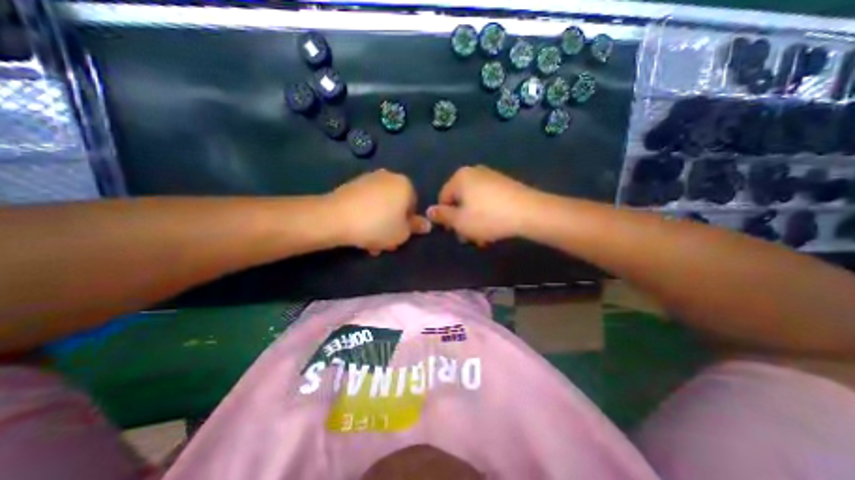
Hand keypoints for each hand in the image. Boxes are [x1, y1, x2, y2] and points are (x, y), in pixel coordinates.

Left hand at [327, 170, 430, 257]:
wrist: (336, 217)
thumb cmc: (377, 225)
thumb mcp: (402, 233)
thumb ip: (416, 228)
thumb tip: (426, 224)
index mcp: (405, 185)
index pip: (413, 207)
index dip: (407, 225)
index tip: (397, 238)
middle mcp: (389, 177)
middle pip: (395, 206)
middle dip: (391, 225)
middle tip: (383, 242)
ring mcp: (369, 179)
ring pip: (380, 206)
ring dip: (378, 223)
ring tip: (368, 241)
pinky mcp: (352, 185)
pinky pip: (366, 203)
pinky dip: (365, 215)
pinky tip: (358, 231)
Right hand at [428, 165, 538, 247]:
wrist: (529, 212)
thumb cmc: (488, 217)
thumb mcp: (459, 221)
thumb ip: (442, 216)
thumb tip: (429, 211)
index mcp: (460, 177)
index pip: (443, 198)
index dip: (446, 217)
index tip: (454, 232)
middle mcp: (475, 172)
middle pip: (460, 200)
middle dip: (462, 220)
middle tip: (469, 237)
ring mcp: (492, 177)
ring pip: (475, 203)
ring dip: (475, 220)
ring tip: (483, 236)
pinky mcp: (506, 185)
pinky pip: (489, 200)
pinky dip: (487, 214)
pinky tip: (494, 227)